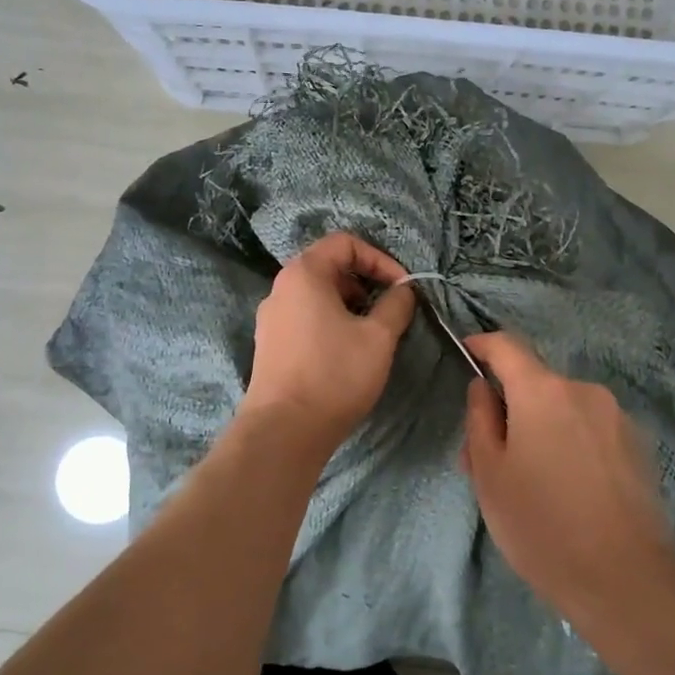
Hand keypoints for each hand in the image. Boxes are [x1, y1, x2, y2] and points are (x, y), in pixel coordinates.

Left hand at [241, 233, 416, 449]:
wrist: (283, 430)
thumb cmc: (334, 374)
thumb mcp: (379, 337)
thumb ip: (396, 305)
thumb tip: (403, 291)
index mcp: (304, 274)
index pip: (345, 243)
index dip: (379, 259)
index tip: (401, 288)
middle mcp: (281, 288)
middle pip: (329, 267)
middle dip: (366, 283)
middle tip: (389, 310)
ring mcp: (271, 317)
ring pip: (318, 295)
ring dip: (350, 305)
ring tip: (372, 334)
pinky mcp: (270, 345)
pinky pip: (305, 318)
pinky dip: (331, 322)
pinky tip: (347, 352)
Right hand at [462, 332, 674, 617]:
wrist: (626, 581)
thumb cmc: (542, 525)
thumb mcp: (490, 475)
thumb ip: (480, 420)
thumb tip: (483, 387)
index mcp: (543, 391)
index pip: (507, 345)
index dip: (483, 345)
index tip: (467, 353)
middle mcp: (584, 391)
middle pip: (536, 384)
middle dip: (511, 407)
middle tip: (490, 456)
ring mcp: (617, 418)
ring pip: (564, 409)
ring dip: (542, 428)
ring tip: (531, 482)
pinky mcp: (639, 447)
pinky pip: (591, 430)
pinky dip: (571, 443)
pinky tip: (569, 491)